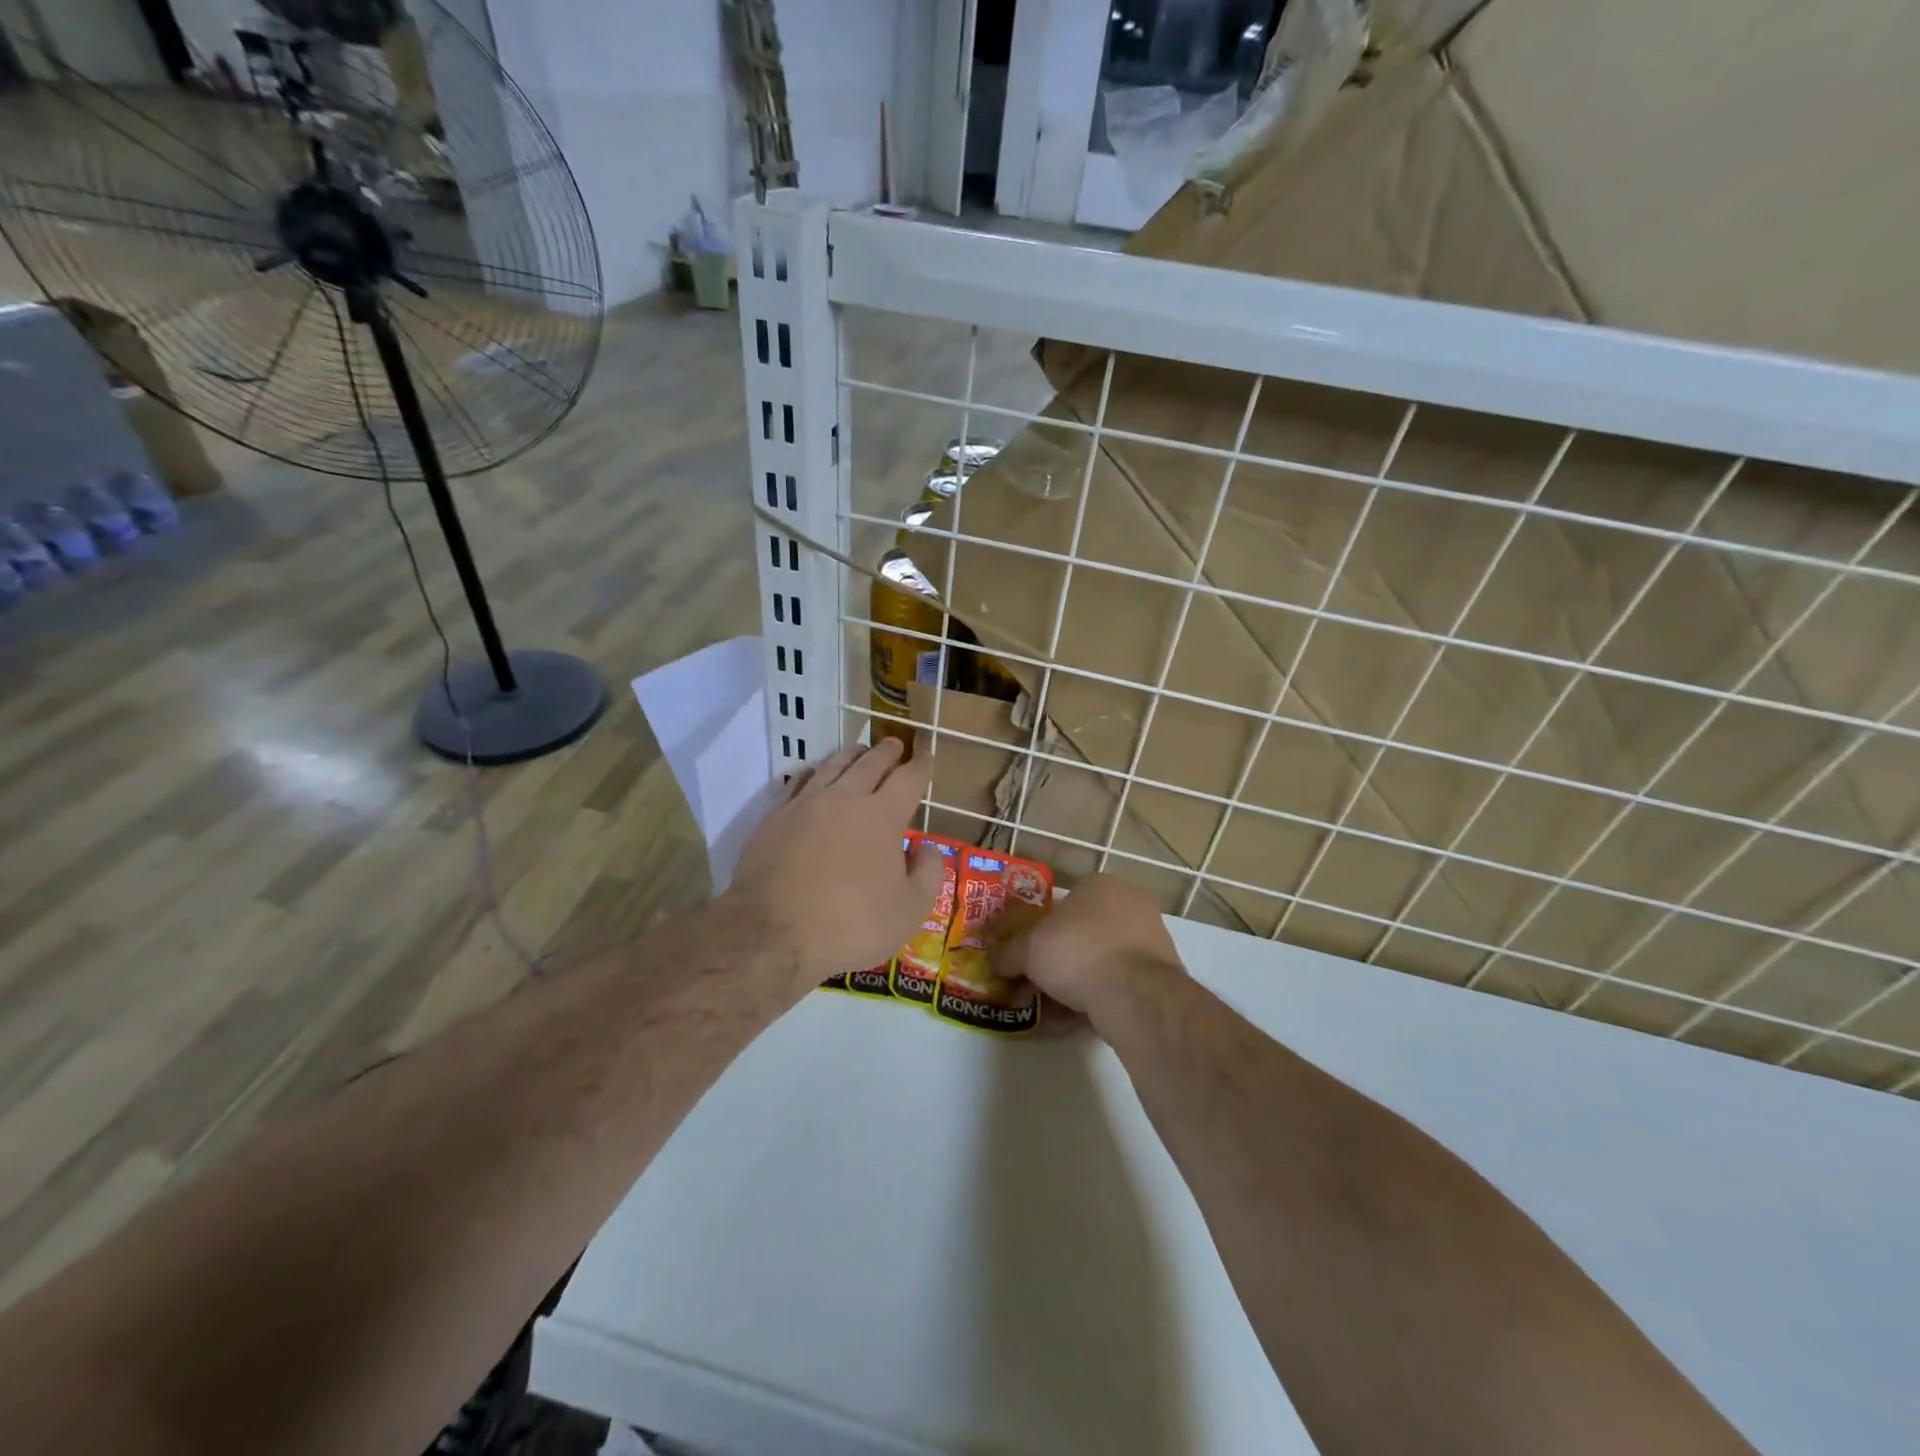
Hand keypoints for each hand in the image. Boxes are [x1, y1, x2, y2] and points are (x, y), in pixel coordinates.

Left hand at [726, 737, 943, 993]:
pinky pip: (798, 781)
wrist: (772, 934)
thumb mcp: (909, 910)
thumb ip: (928, 873)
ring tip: (859, 751)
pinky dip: (813, 772)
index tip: (926, 758)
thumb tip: (927, 848)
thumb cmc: (851, 925)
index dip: (921, 767)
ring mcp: (805, 804)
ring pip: (832, 765)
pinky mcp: (774, 817)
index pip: (908, 779)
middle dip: (887, 752)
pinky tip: (814, 774)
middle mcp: (845, 798)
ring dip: (851, 755)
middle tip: (895, 745)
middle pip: (870, 763)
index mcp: (883, 815)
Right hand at [992, 873, 1185, 1028]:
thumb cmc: (1077, 952)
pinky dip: (1099, 998)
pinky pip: (1120, 984)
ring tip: (1054, 1007)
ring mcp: (1152, 939)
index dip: (1043, 928)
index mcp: (1101, 885)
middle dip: (1061, 957)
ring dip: (1080, 980)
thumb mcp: (1028, 950)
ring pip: (1103, 959)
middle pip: (1085, 931)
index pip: (1066, 901)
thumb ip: (1007, 953)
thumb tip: (992, 960)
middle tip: (1039, 980)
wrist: (1135, 995)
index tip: (1029, 953)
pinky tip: (1077, 1019)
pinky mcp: (1163, 975)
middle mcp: (1131, 904)